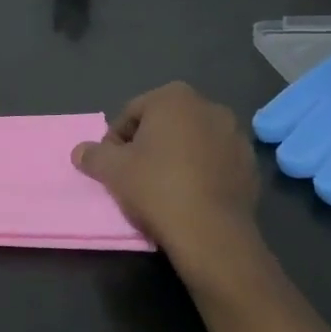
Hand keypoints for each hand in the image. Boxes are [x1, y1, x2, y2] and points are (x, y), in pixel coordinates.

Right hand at [71, 83, 268, 289]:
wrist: (211, 233)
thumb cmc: (156, 187)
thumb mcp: (111, 170)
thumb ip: (92, 154)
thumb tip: (80, 151)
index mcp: (174, 98)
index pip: (132, 113)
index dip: (116, 140)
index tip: (112, 165)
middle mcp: (210, 107)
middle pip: (164, 124)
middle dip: (148, 144)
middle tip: (134, 175)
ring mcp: (236, 136)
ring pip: (192, 142)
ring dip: (176, 157)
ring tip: (162, 188)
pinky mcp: (250, 166)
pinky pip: (215, 162)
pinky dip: (200, 172)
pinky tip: (188, 197)